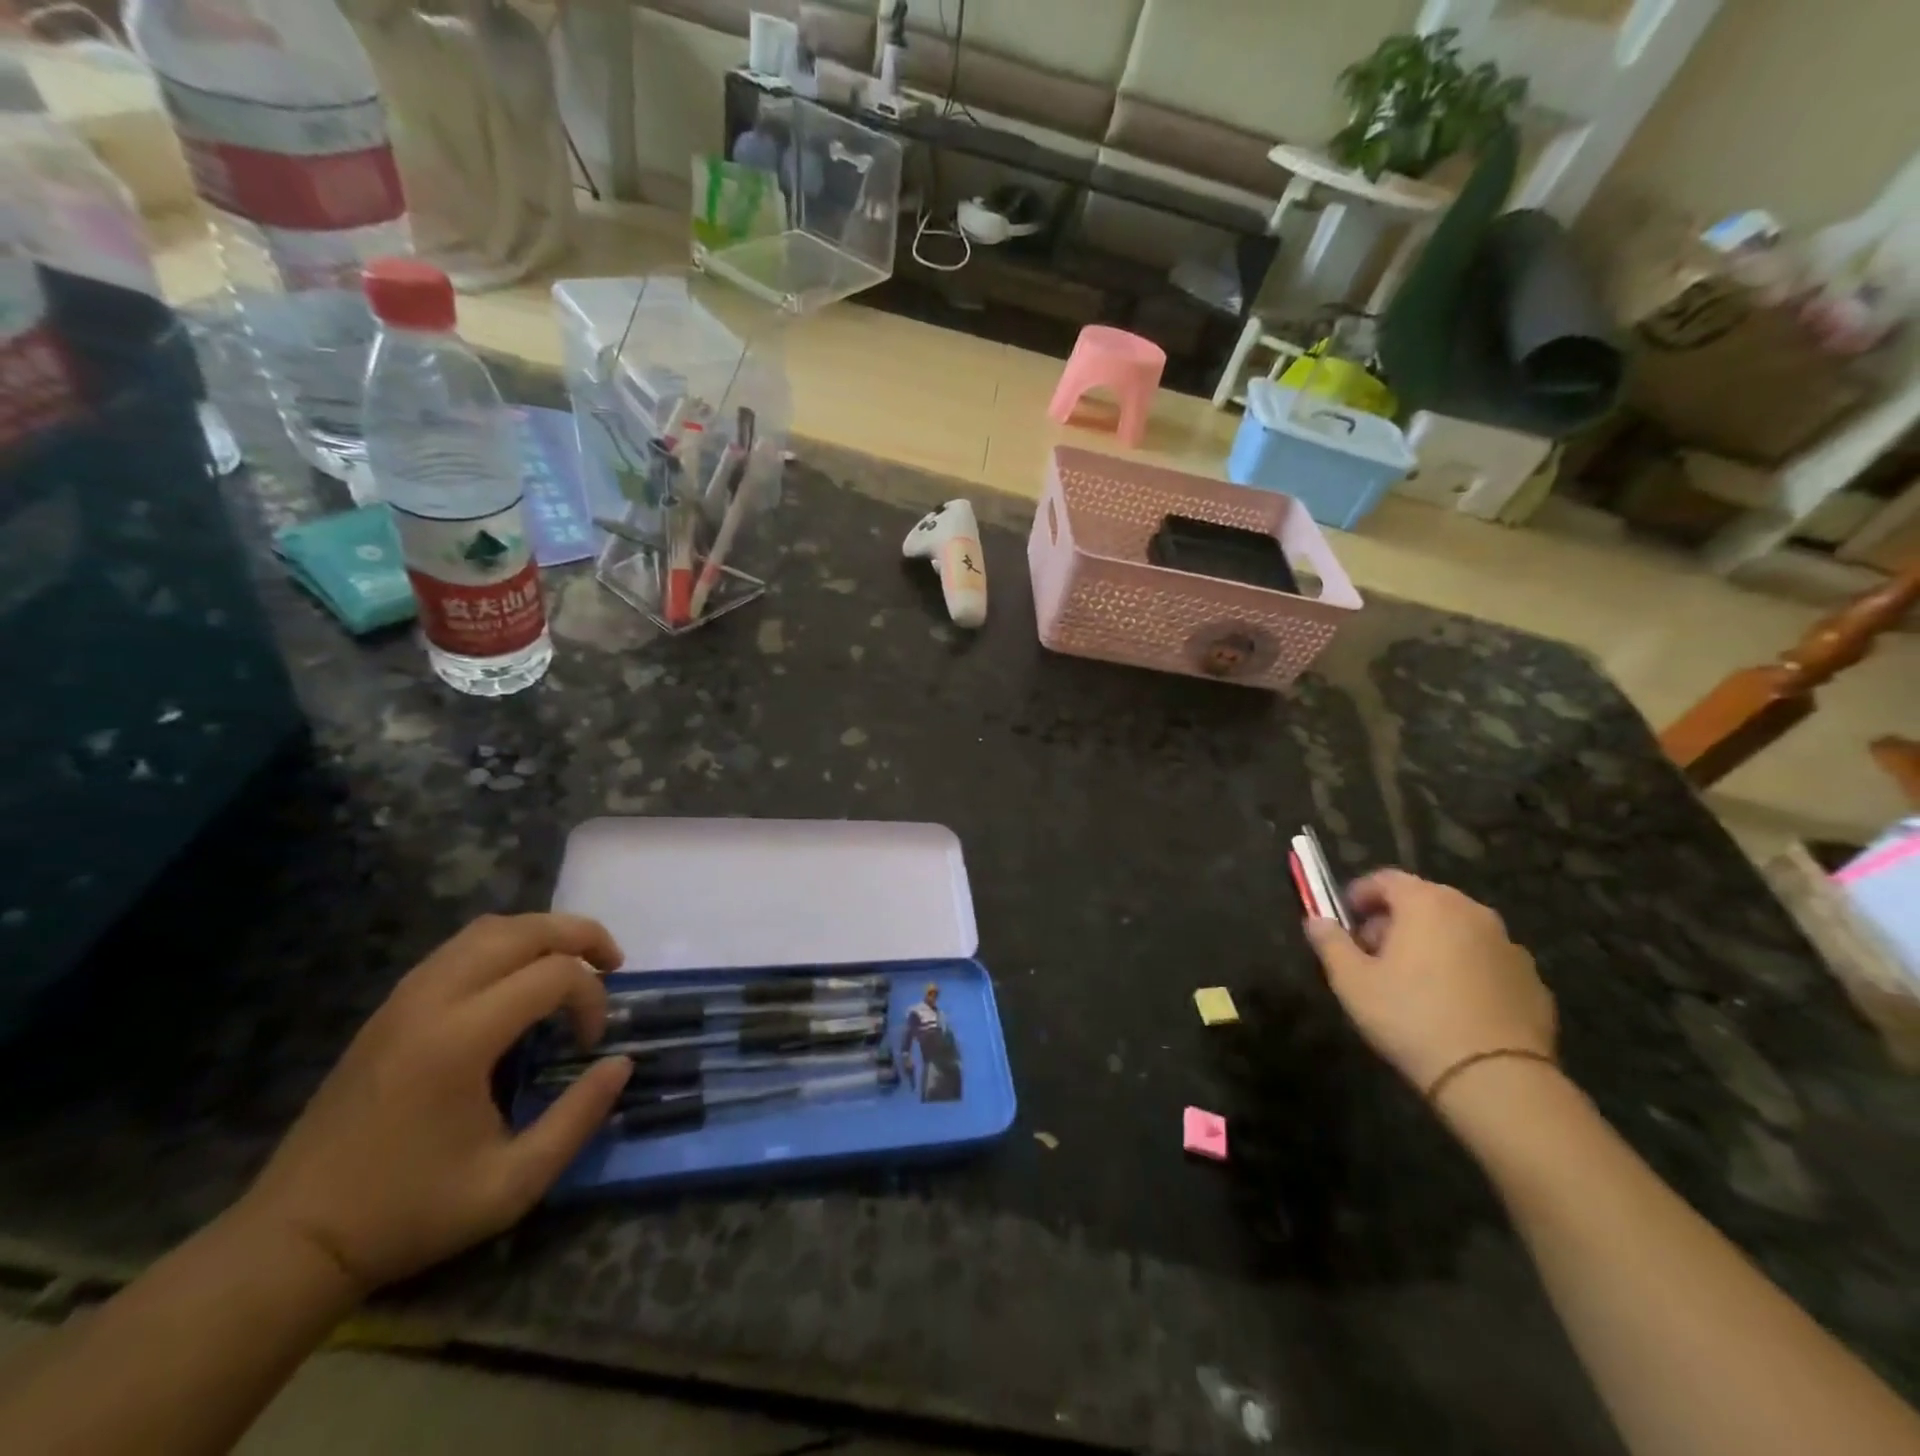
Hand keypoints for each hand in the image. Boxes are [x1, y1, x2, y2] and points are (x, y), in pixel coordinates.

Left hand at [236, 913, 633, 1295]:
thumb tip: (621, 1063)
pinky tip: (520, 980)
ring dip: (542, 934)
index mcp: (459, 1040)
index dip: (592, 998)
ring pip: (488, 929)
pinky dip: (505, 945)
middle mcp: (431, 1001)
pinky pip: (459, 948)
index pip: (552, 975)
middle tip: (612, 964)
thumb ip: (578, 1118)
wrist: (293, 1241)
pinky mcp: (389, 1009)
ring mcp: (403, 999)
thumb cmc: (408, 1213)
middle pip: (523, 930)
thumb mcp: (512, 1184)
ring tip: (573, 963)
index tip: (593, 1043)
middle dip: (579, 935)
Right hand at [1304, 870, 1555, 1097]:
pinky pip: (1485, 961)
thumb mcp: (1351, 981)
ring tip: (1412, 982)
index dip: (1360, 895)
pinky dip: (1464, 969)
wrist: (1495, 1078)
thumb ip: (1330, 942)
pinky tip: (1451, 1005)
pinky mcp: (1532, 980)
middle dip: (1394, 920)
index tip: (1346, 920)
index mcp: (1427, 903)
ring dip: (1431, 943)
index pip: (1386, 879)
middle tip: (1373, 954)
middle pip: (1423, 901)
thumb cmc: (1411, 1017)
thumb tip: (1316, 920)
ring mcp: (1508, 945)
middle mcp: (1472, 912)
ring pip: (1457, 930)